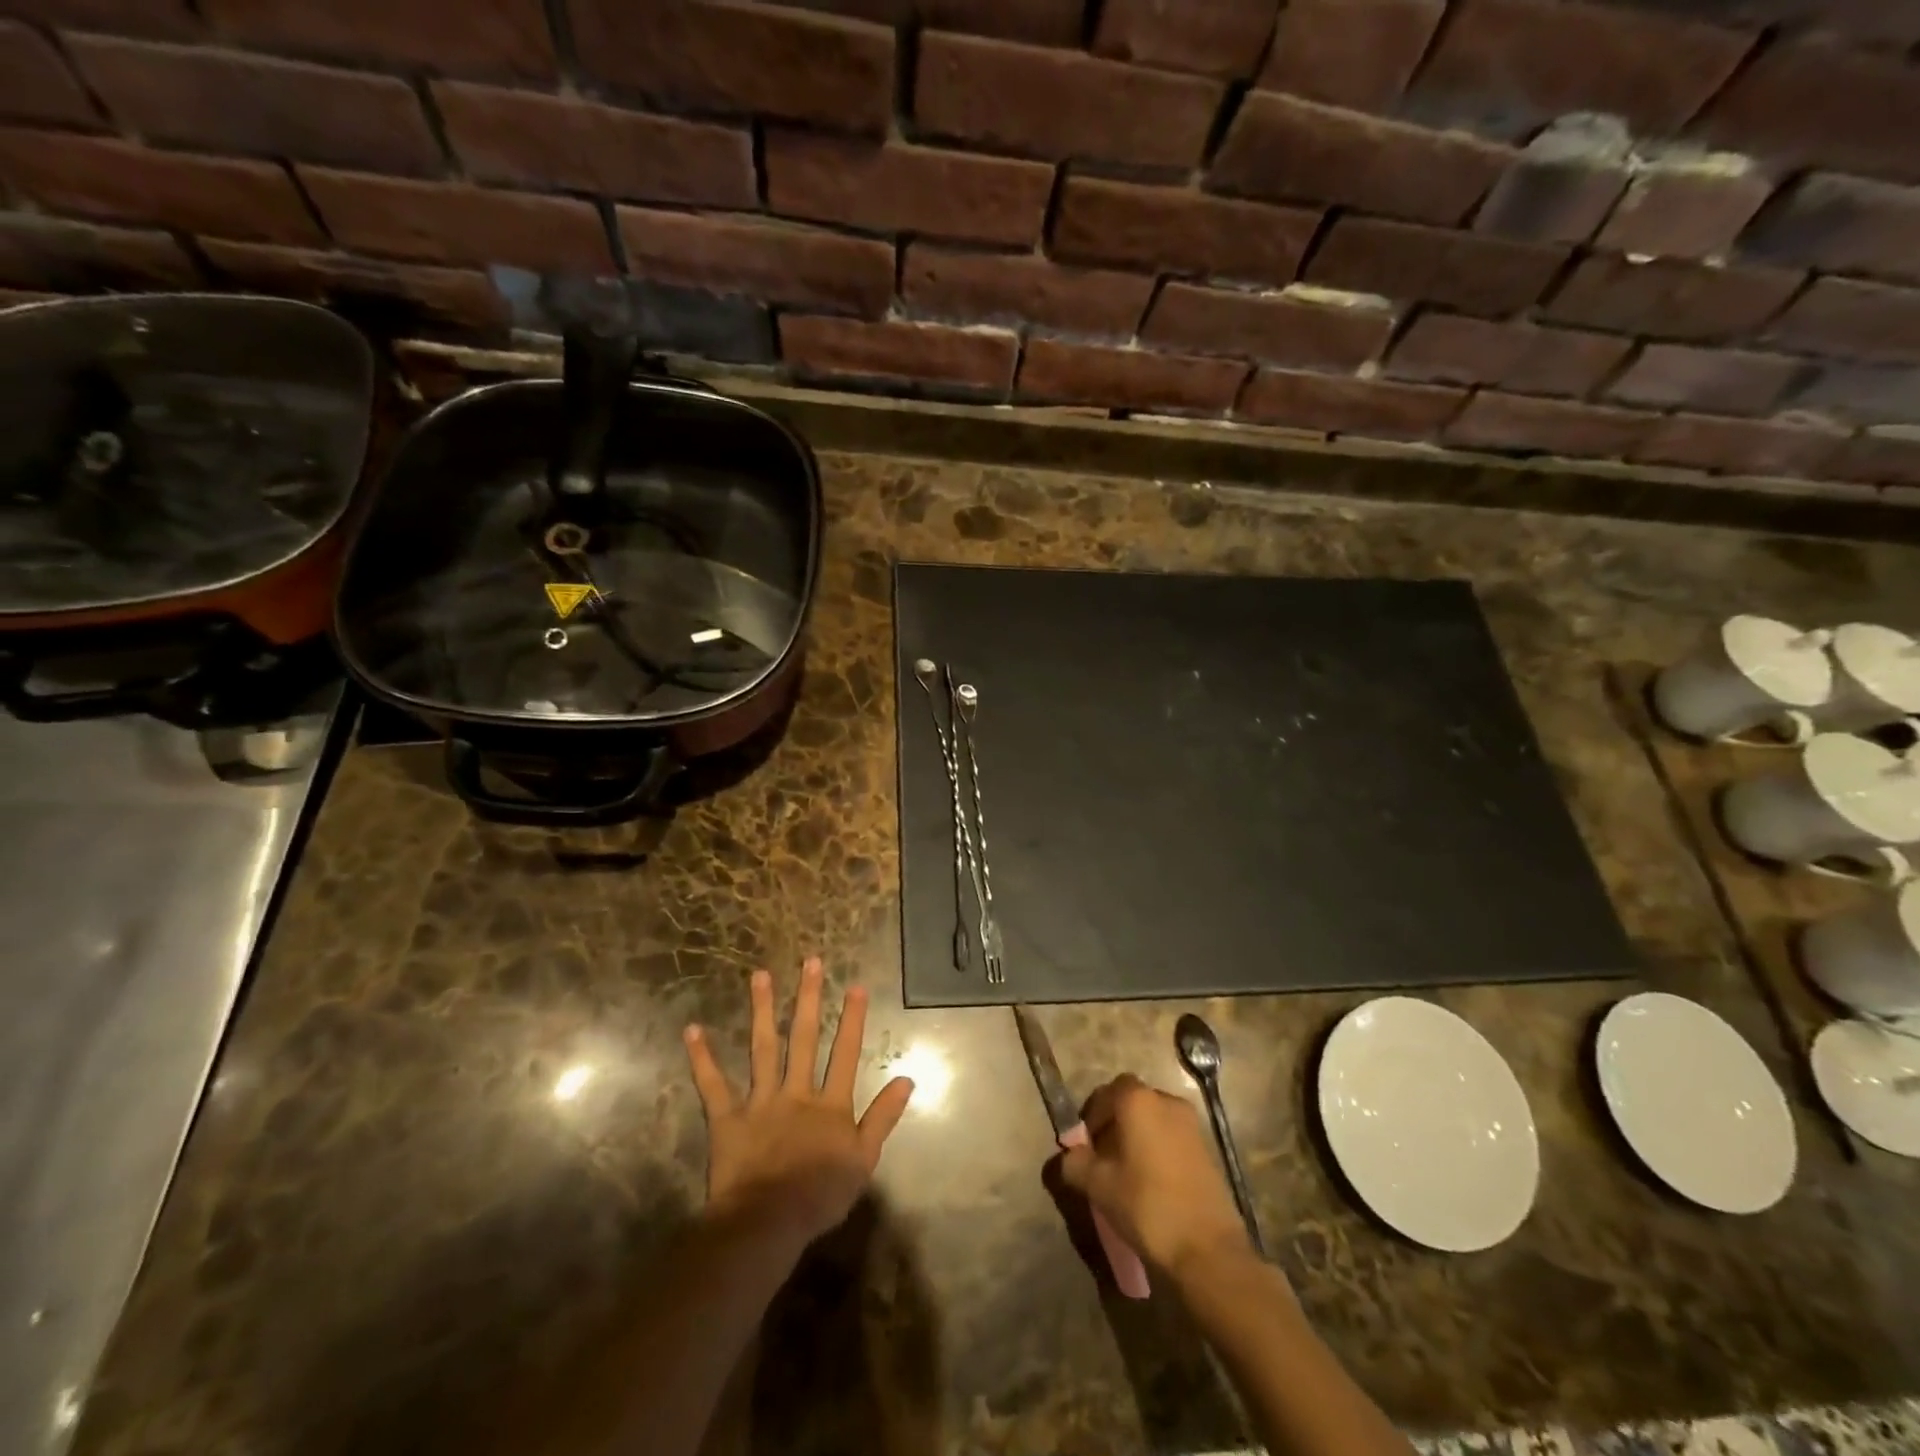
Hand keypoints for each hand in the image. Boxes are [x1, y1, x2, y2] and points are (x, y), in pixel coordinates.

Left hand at [683, 957, 912, 1249]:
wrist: (768, 1223)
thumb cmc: (820, 1194)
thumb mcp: (863, 1159)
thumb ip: (883, 1117)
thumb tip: (907, 1079)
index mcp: (829, 1104)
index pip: (846, 1053)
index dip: (853, 1019)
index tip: (856, 985)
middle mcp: (796, 1091)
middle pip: (805, 1038)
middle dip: (809, 998)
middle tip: (810, 961)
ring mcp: (761, 1101)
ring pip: (764, 1048)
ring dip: (763, 1011)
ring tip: (760, 976)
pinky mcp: (728, 1118)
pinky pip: (713, 1084)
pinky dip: (702, 1058)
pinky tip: (692, 1030)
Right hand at [1059, 1073, 1251, 1278]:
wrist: (1208, 1249)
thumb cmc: (1147, 1206)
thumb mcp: (1099, 1186)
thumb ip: (1076, 1163)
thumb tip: (1069, 1156)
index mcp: (1139, 1101)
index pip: (1107, 1091)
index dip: (1092, 1114)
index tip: (1085, 1143)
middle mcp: (1167, 1102)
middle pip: (1132, 1102)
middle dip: (1114, 1124)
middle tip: (1102, 1157)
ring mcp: (1191, 1125)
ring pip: (1154, 1119)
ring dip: (1137, 1136)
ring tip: (1126, 1172)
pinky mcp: (1207, 1149)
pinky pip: (1172, 1137)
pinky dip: (1158, 1149)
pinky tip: (1151, 1182)